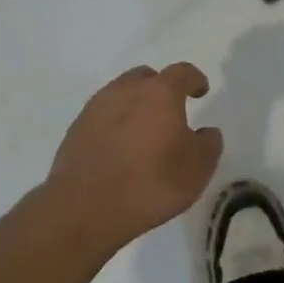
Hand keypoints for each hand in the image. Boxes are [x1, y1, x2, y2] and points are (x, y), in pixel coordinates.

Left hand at [44, 63, 221, 257]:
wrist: (84, 210)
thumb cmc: (150, 183)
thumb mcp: (197, 169)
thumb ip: (208, 144)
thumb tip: (206, 133)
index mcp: (160, 92)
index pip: (182, 72)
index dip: (194, 79)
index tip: (200, 91)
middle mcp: (127, 90)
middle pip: (147, 77)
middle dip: (160, 88)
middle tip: (169, 111)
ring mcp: (97, 108)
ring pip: (120, 94)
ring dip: (134, 106)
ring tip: (141, 132)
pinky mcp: (75, 130)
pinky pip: (102, 117)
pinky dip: (113, 125)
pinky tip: (118, 150)